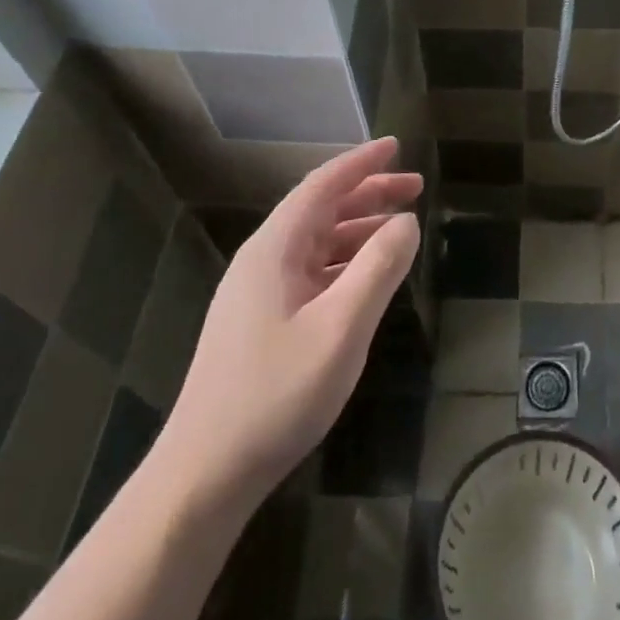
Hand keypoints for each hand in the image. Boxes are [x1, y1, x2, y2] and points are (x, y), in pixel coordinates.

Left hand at [152, 139, 421, 511]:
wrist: (204, 474)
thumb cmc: (276, 395)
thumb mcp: (341, 329)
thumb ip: (378, 269)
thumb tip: (407, 222)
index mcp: (275, 249)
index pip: (322, 185)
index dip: (361, 162)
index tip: (397, 145)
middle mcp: (263, 260)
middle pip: (321, 209)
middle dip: (368, 193)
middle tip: (415, 188)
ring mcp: (258, 293)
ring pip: (316, 243)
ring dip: (359, 229)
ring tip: (402, 228)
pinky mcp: (261, 322)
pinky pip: (310, 272)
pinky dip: (345, 262)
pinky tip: (368, 278)